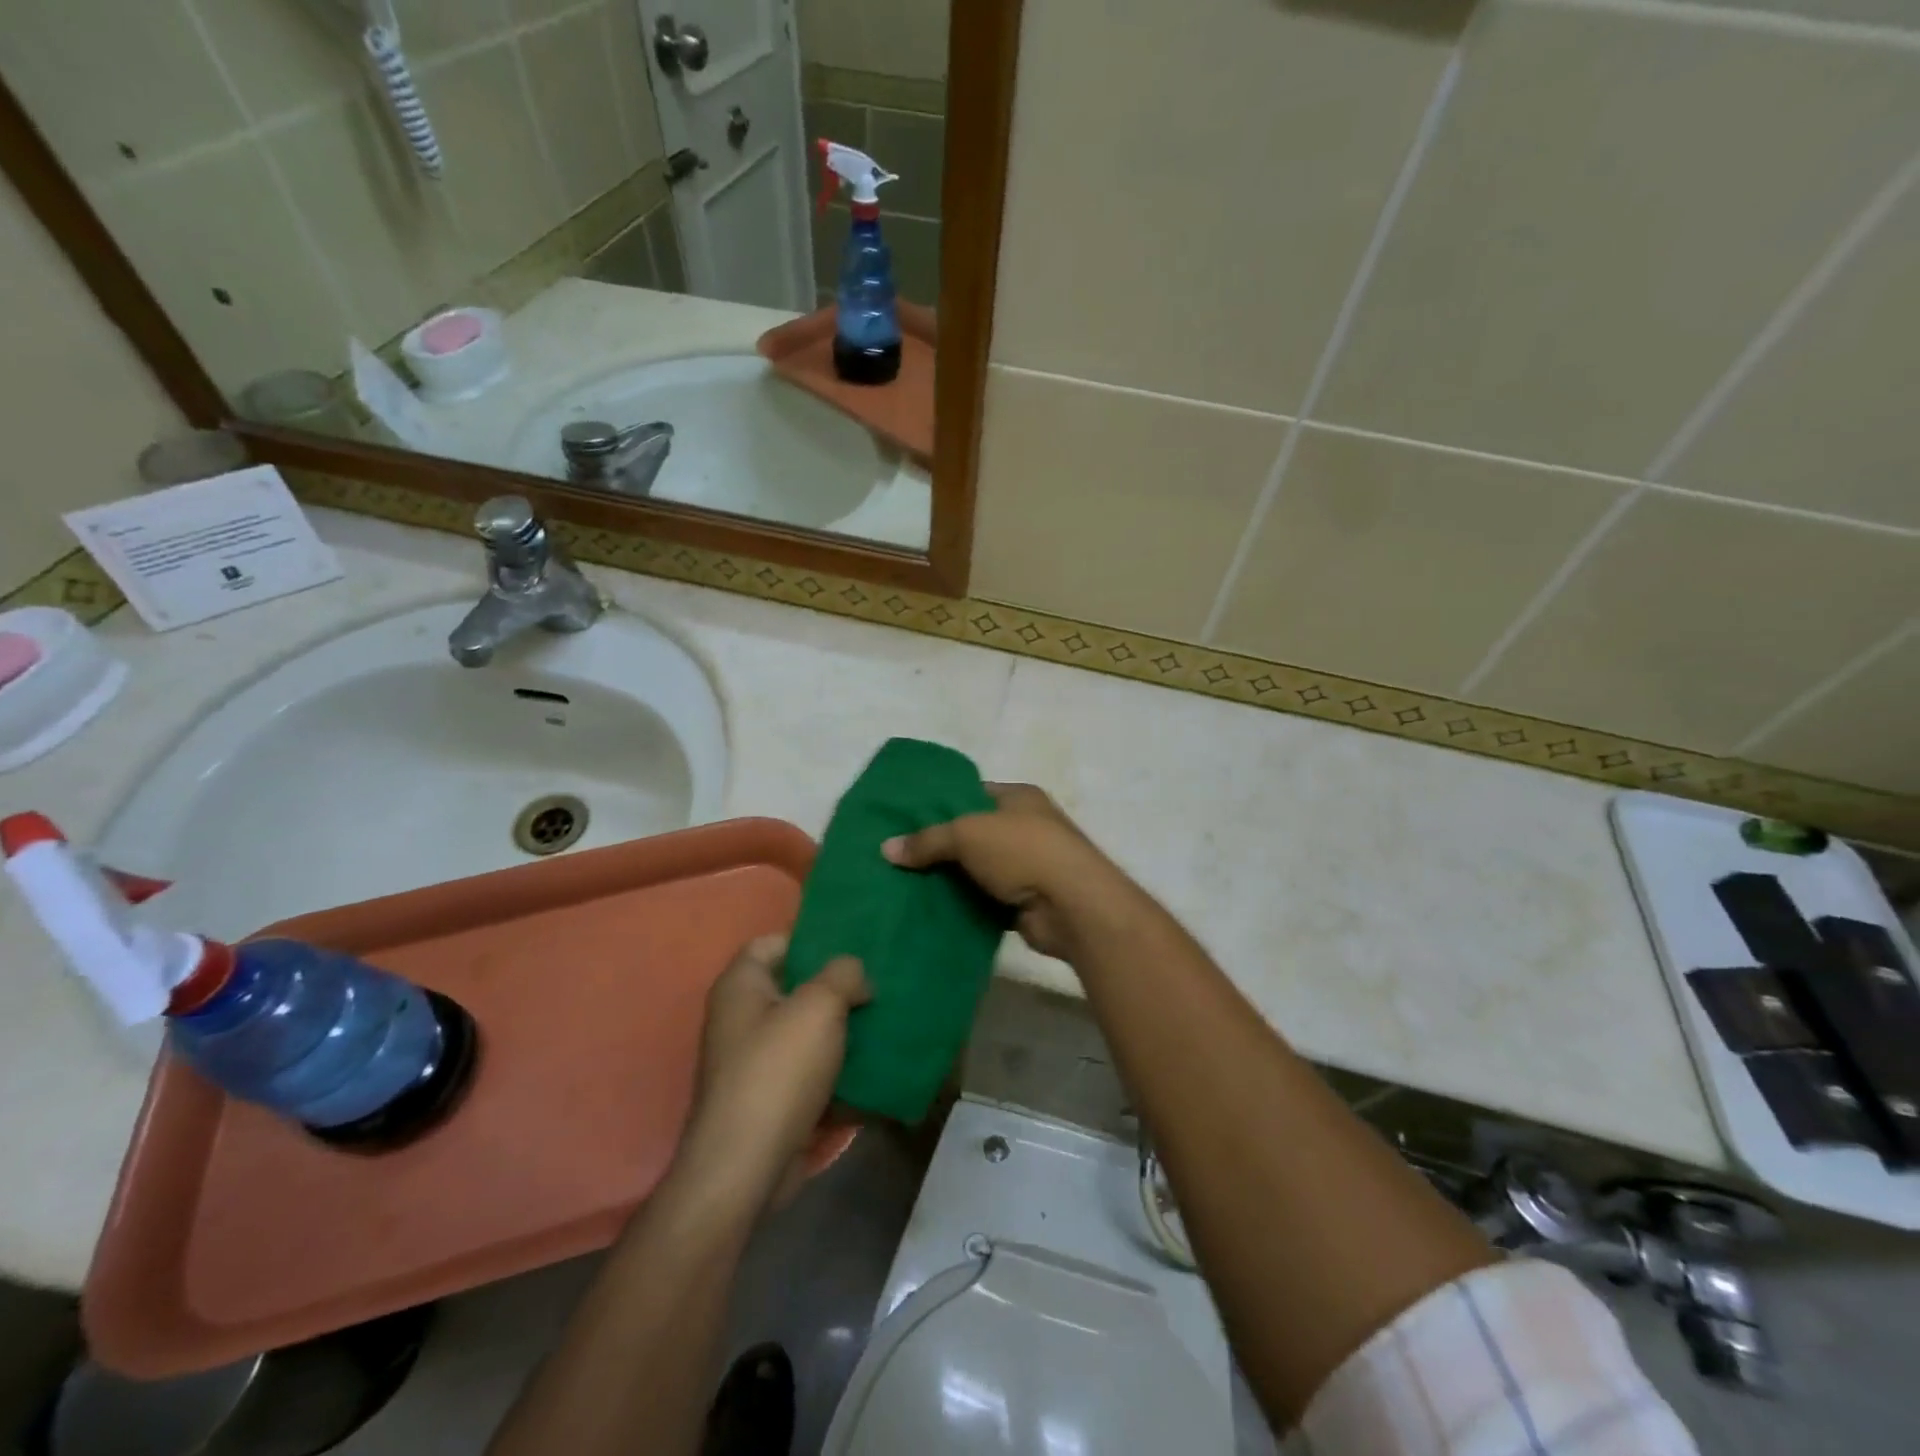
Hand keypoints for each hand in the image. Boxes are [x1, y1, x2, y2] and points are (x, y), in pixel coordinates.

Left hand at [676, 934, 869, 1212]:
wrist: (746, 1169)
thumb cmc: (778, 1071)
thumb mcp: (819, 1006)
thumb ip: (843, 974)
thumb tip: (856, 977)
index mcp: (741, 986)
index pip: (774, 943)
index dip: (812, 941)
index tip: (853, 951)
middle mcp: (741, 1019)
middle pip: (795, 989)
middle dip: (837, 989)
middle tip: (879, 988)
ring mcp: (754, 1063)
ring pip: (807, 1033)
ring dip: (842, 1032)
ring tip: (885, 1025)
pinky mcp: (770, 1100)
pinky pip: (810, 1074)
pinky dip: (837, 1073)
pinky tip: (874, 1071)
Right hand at [882, 783, 1131, 959]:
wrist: (1072, 906)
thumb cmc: (1023, 851)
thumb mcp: (967, 834)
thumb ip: (927, 840)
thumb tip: (886, 849)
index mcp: (1019, 797)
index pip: (972, 794)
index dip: (939, 804)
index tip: (905, 820)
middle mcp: (1026, 827)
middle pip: (973, 833)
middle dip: (939, 846)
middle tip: (897, 856)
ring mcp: (1028, 866)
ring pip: (977, 869)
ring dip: (950, 879)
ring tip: (904, 885)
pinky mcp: (1025, 902)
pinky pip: (985, 900)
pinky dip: (963, 905)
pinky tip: (930, 911)